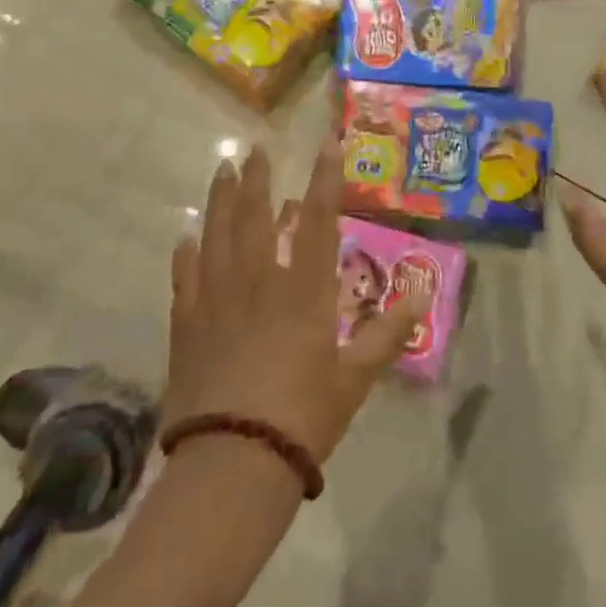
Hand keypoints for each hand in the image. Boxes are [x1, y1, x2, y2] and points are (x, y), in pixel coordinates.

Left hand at [165, 138, 420, 464]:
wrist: (232, 464)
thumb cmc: (302, 418)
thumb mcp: (355, 379)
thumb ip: (386, 335)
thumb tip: (420, 298)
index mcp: (303, 292)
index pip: (317, 220)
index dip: (325, 178)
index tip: (326, 142)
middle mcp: (258, 283)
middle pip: (255, 217)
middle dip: (258, 179)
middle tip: (255, 147)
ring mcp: (217, 301)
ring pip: (217, 236)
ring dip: (221, 201)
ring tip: (222, 170)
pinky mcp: (188, 326)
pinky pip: (185, 278)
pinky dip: (186, 255)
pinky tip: (186, 239)